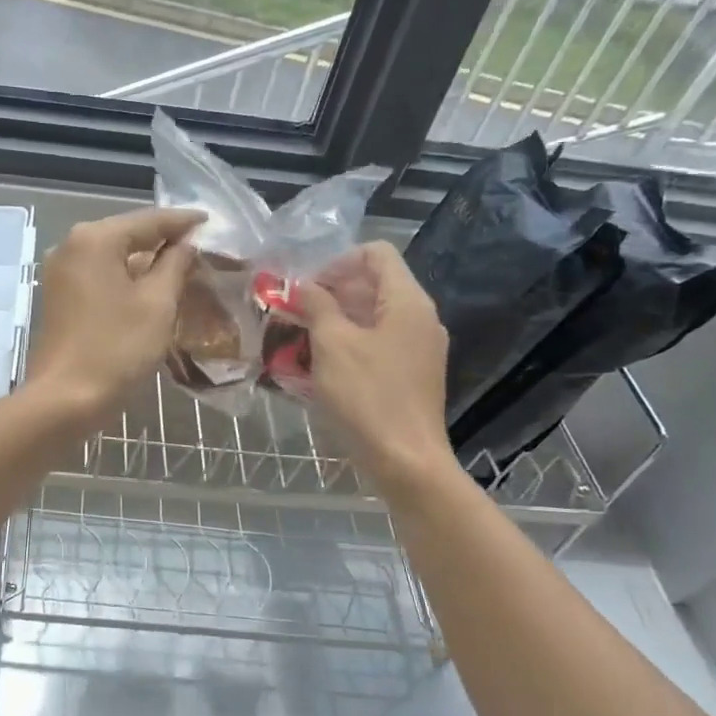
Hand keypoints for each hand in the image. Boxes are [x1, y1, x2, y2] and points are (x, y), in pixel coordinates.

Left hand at [24, 207, 202, 425]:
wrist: (64, 399)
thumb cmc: (116, 348)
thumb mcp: (157, 304)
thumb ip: (175, 264)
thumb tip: (186, 244)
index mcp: (95, 239)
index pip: (149, 220)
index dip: (183, 221)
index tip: (211, 221)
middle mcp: (71, 245)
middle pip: (128, 234)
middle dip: (164, 240)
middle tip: (201, 246)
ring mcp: (61, 272)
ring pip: (113, 256)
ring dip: (146, 261)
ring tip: (183, 266)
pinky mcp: (59, 296)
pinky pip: (100, 276)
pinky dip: (126, 278)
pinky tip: (152, 288)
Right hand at [292, 241, 455, 488]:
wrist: (405, 462)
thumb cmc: (367, 397)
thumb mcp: (332, 345)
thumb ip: (318, 306)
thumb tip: (305, 286)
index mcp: (407, 302)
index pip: (376, 254)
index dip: (338, 262)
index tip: (307, 289)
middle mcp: (420, 319)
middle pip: (374, 284)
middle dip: (331, 293)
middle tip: (295, 314)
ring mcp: (419, 348)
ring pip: (373, 317)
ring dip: (336, 321)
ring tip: (301, 341)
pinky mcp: (412, 375)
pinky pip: (378, 344)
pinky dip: (349, 345)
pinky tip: (321, 367)